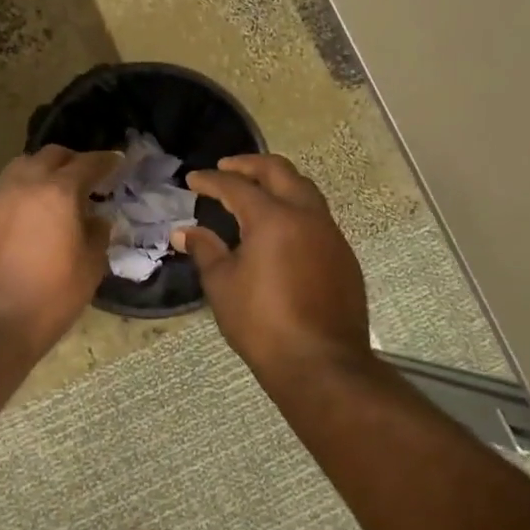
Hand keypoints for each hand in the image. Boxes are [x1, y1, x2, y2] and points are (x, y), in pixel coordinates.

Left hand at [0, 147, 120, 361]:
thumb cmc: (48, 299)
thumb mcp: (89, 269)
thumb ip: (97, 235)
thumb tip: (96, 219)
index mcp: (57, 193)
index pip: (87, 163)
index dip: (105, 161)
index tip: (117, 162)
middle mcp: (23, 184)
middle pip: (50, 156)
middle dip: (70, 161)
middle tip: (84, 177)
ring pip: (20, 168)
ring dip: (40, 173)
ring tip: (51, 194)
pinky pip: (0, 192)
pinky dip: (17, 194)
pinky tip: (23, 218)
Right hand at [177, 155, 371, 378]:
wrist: (321, 364)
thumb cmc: (262, 323)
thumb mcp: (222, 285)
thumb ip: (205, 250)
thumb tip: (185, 232)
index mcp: (273, 218)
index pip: (237, 186)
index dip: (211, 181)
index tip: (193, 180)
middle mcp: (306, 216)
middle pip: (280, 172)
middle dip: (250, 165)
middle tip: (226, 169)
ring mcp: (331, 235)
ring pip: (304, 191)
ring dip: (278, 184)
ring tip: (255, 193)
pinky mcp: (344, 257)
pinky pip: (317, 217)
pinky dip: (295, 210)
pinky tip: (280, 230)